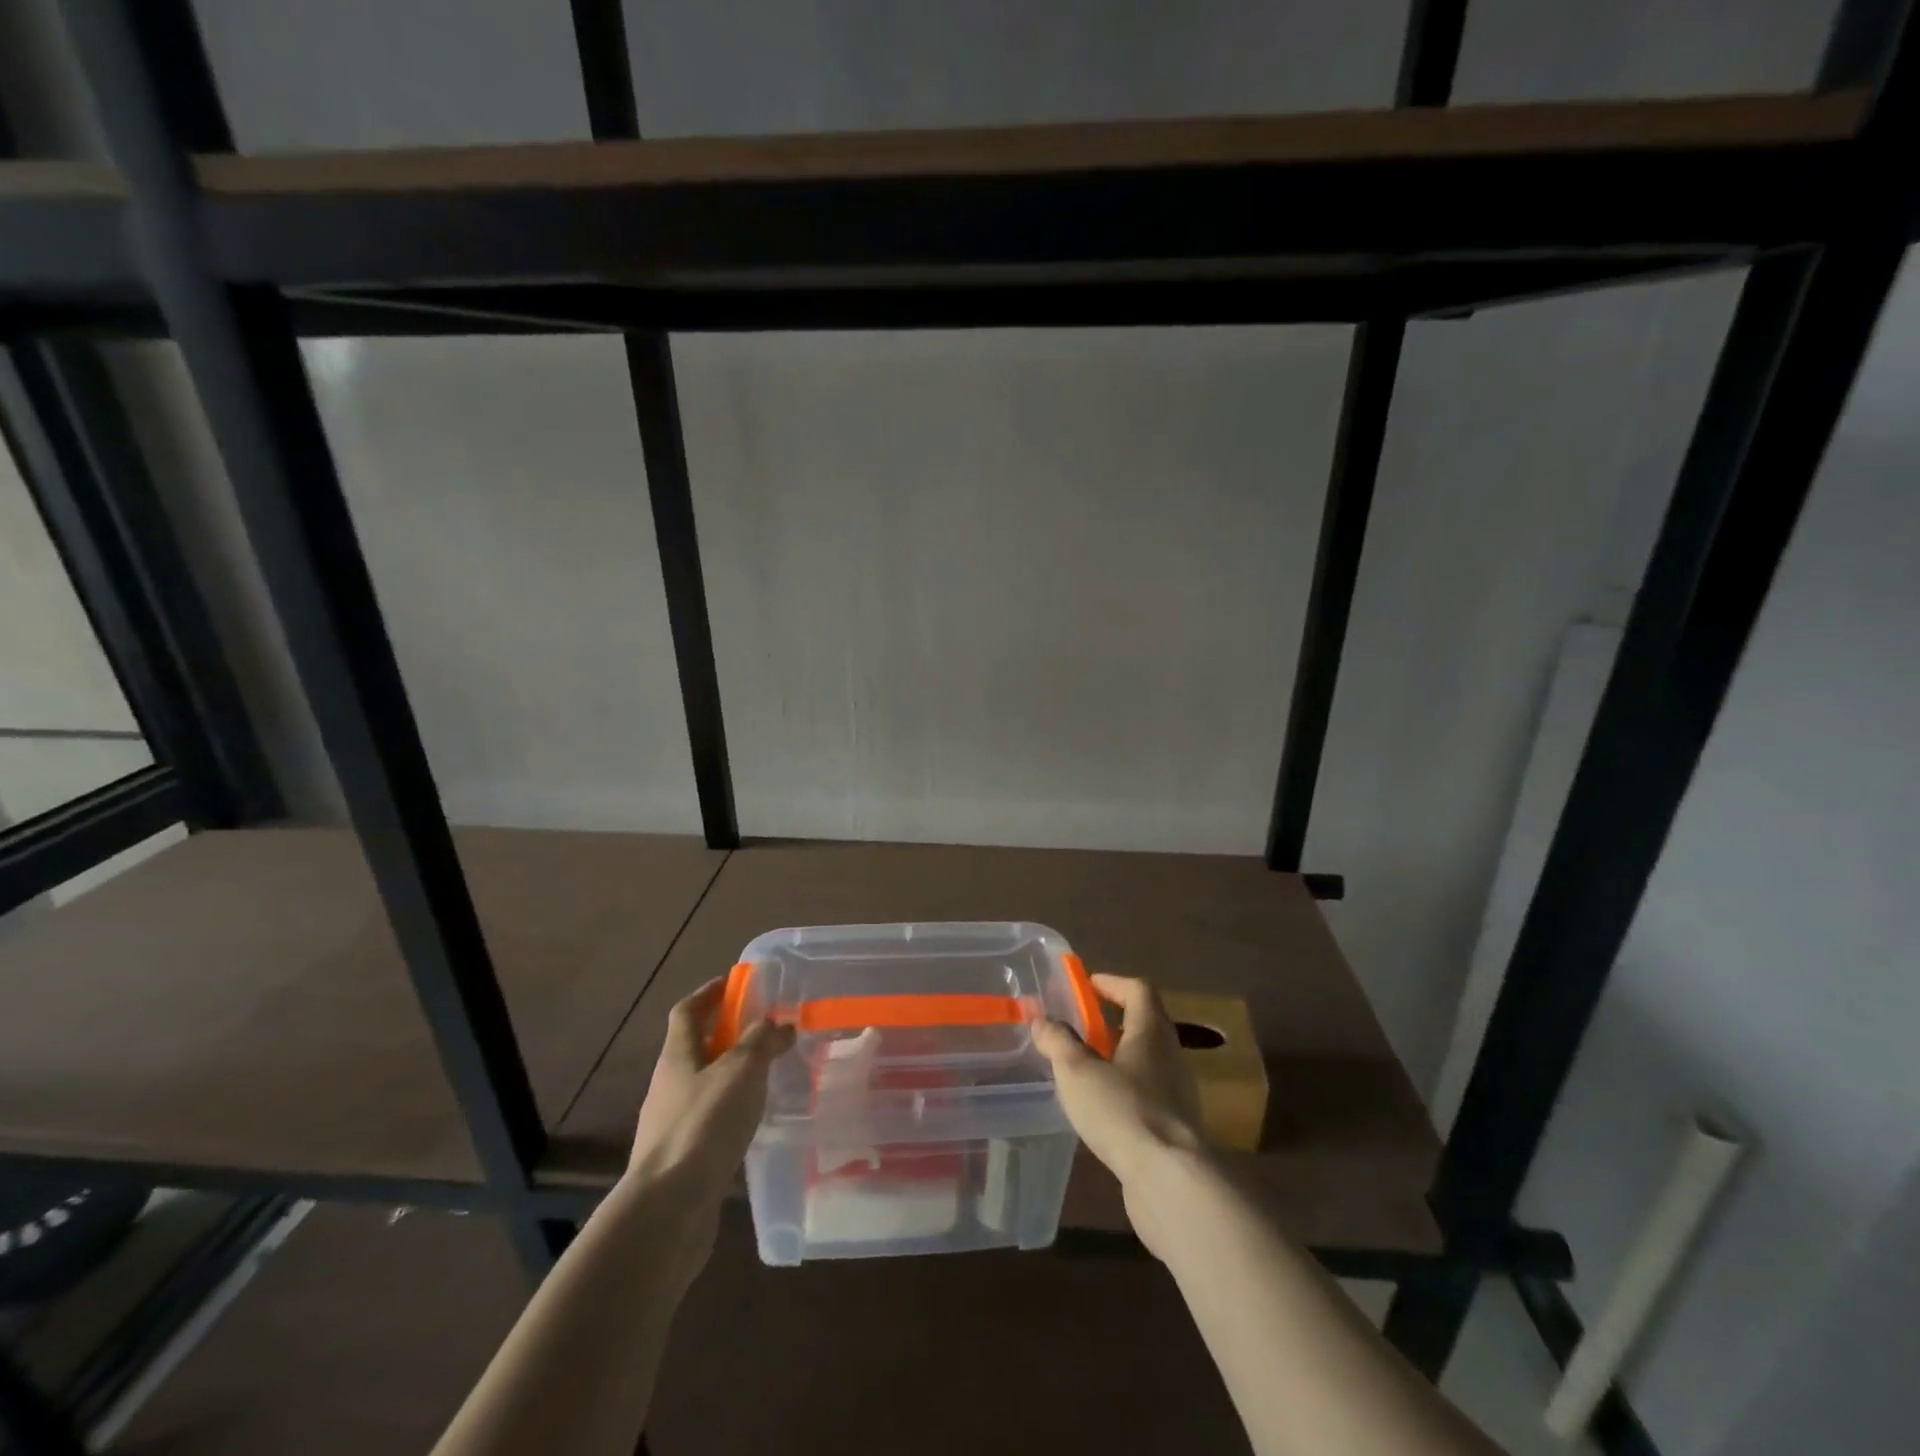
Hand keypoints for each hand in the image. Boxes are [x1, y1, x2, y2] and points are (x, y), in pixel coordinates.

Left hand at [620, 977, 793, 1277]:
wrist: (668, 1210)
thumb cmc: (704, 1125)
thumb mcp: (741, 1071)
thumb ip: (762, 1042)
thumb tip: (780, 1024)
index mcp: (677, 1056)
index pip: (687, 1011)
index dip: (709, 993)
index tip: (735, 982)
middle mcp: (669, 1086)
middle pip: (696, 1048)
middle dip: (728, 1034)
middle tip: (766, 1029)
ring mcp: (672, 1125)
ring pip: (705, 1086)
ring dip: (733, 1075)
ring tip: (769, 1075)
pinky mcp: (683, 1158)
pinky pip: (711, 1120)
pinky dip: (733, 1111)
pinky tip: (756, 1121)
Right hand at [1032, 974, 1208, 1256]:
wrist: (1171, 1182)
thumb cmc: (1123, 1111)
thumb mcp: (1077, 1071)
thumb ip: (1058, 1041)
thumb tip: (1041, 1018)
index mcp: (1151, 1032)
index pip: (1139, 990)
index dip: (1113, 983)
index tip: (1088, 985)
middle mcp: (1170, 1056)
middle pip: (1146, 1024)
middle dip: (1114, 1021)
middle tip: (1082, 1026)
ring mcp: (1178, 1094)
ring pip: (1148, 1062)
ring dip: (1119, 1058)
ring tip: (1085, 1069)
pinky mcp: (1176, 1129)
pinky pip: (1148, 1095)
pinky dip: (1125, 1091)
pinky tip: (1102, 1110)